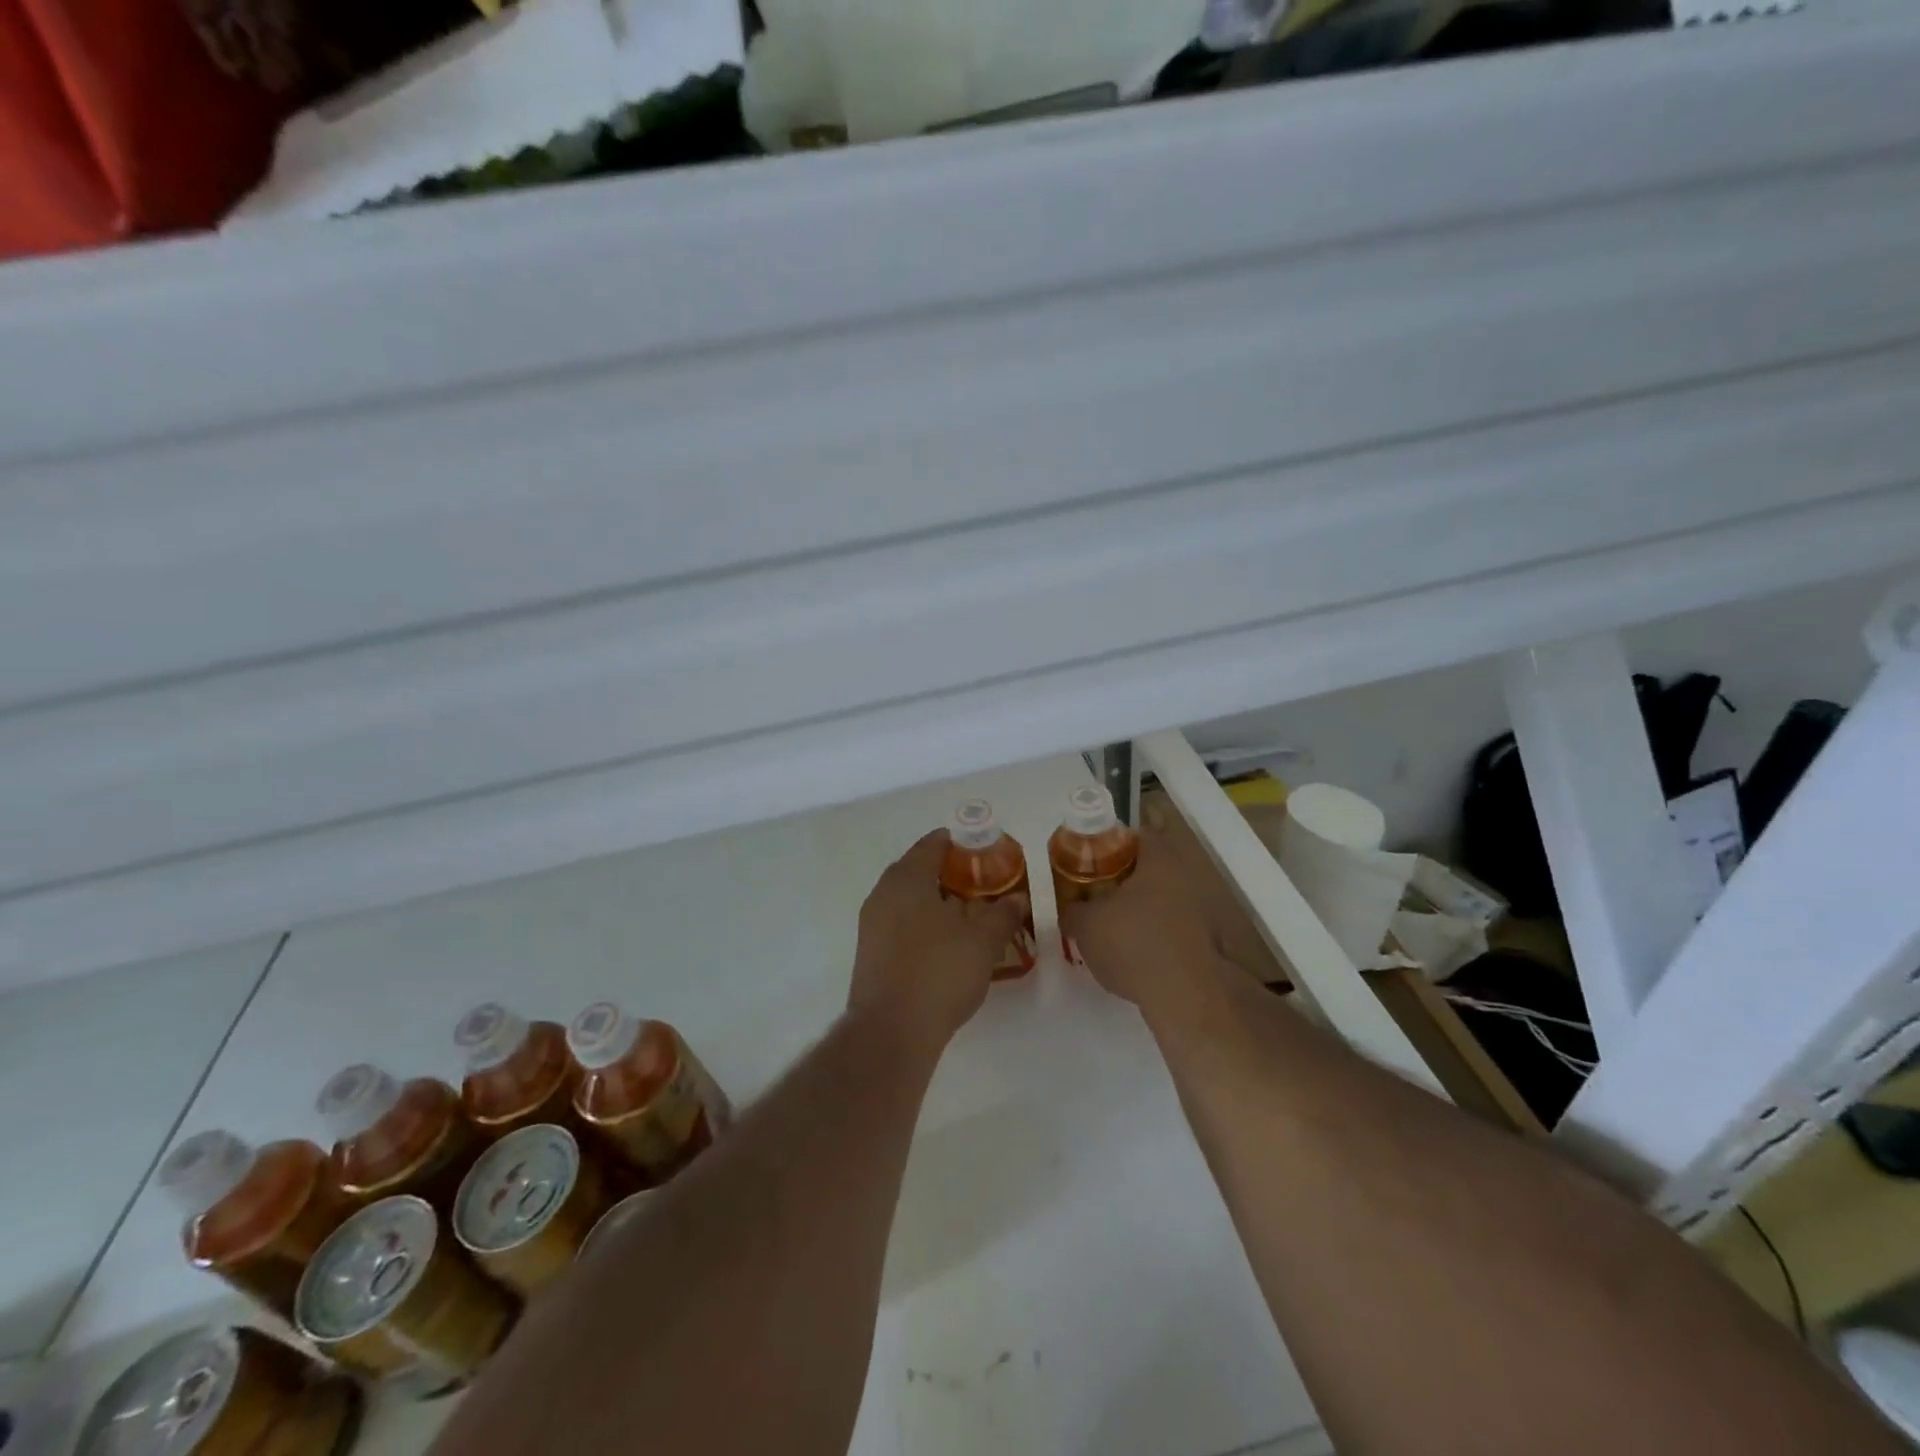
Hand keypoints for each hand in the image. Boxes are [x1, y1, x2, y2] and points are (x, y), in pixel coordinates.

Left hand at [849, 830, 1027, 1051]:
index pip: (931, 845)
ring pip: (906, 899)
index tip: (981, 848)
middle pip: (916, 870)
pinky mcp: (870, 953)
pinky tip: (944, 943)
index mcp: (907, 879)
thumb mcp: (983, 941)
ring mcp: (871, 925)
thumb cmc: (939, 972)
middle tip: (979, 882)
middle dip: (946, 873)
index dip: (957, 843)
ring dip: (933, 900)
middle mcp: (883, 894)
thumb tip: (1017, 898)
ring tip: (966, 913)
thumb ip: (1002, 914)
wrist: (891, 1031)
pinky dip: (921, 923)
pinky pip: (898, 924)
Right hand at [1059, 833, 1229, 1018]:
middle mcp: (1185, 878)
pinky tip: (1130, 955)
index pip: (1135, 835)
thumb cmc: (1133, 944)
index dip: (1108, 844)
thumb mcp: (1086, 925)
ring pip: (1160, 900)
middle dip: (1121, 879)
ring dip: (1137, 910)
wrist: (1186, 997)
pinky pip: (1169, 929)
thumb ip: (1072, 911)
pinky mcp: (1204, 943)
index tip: (1087, 860)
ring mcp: (1199, 911)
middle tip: (1093, 893)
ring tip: (1107, 928)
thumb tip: (1068, 910)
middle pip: (1148, 868)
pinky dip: (1151, 936)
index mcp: (1158, 860)